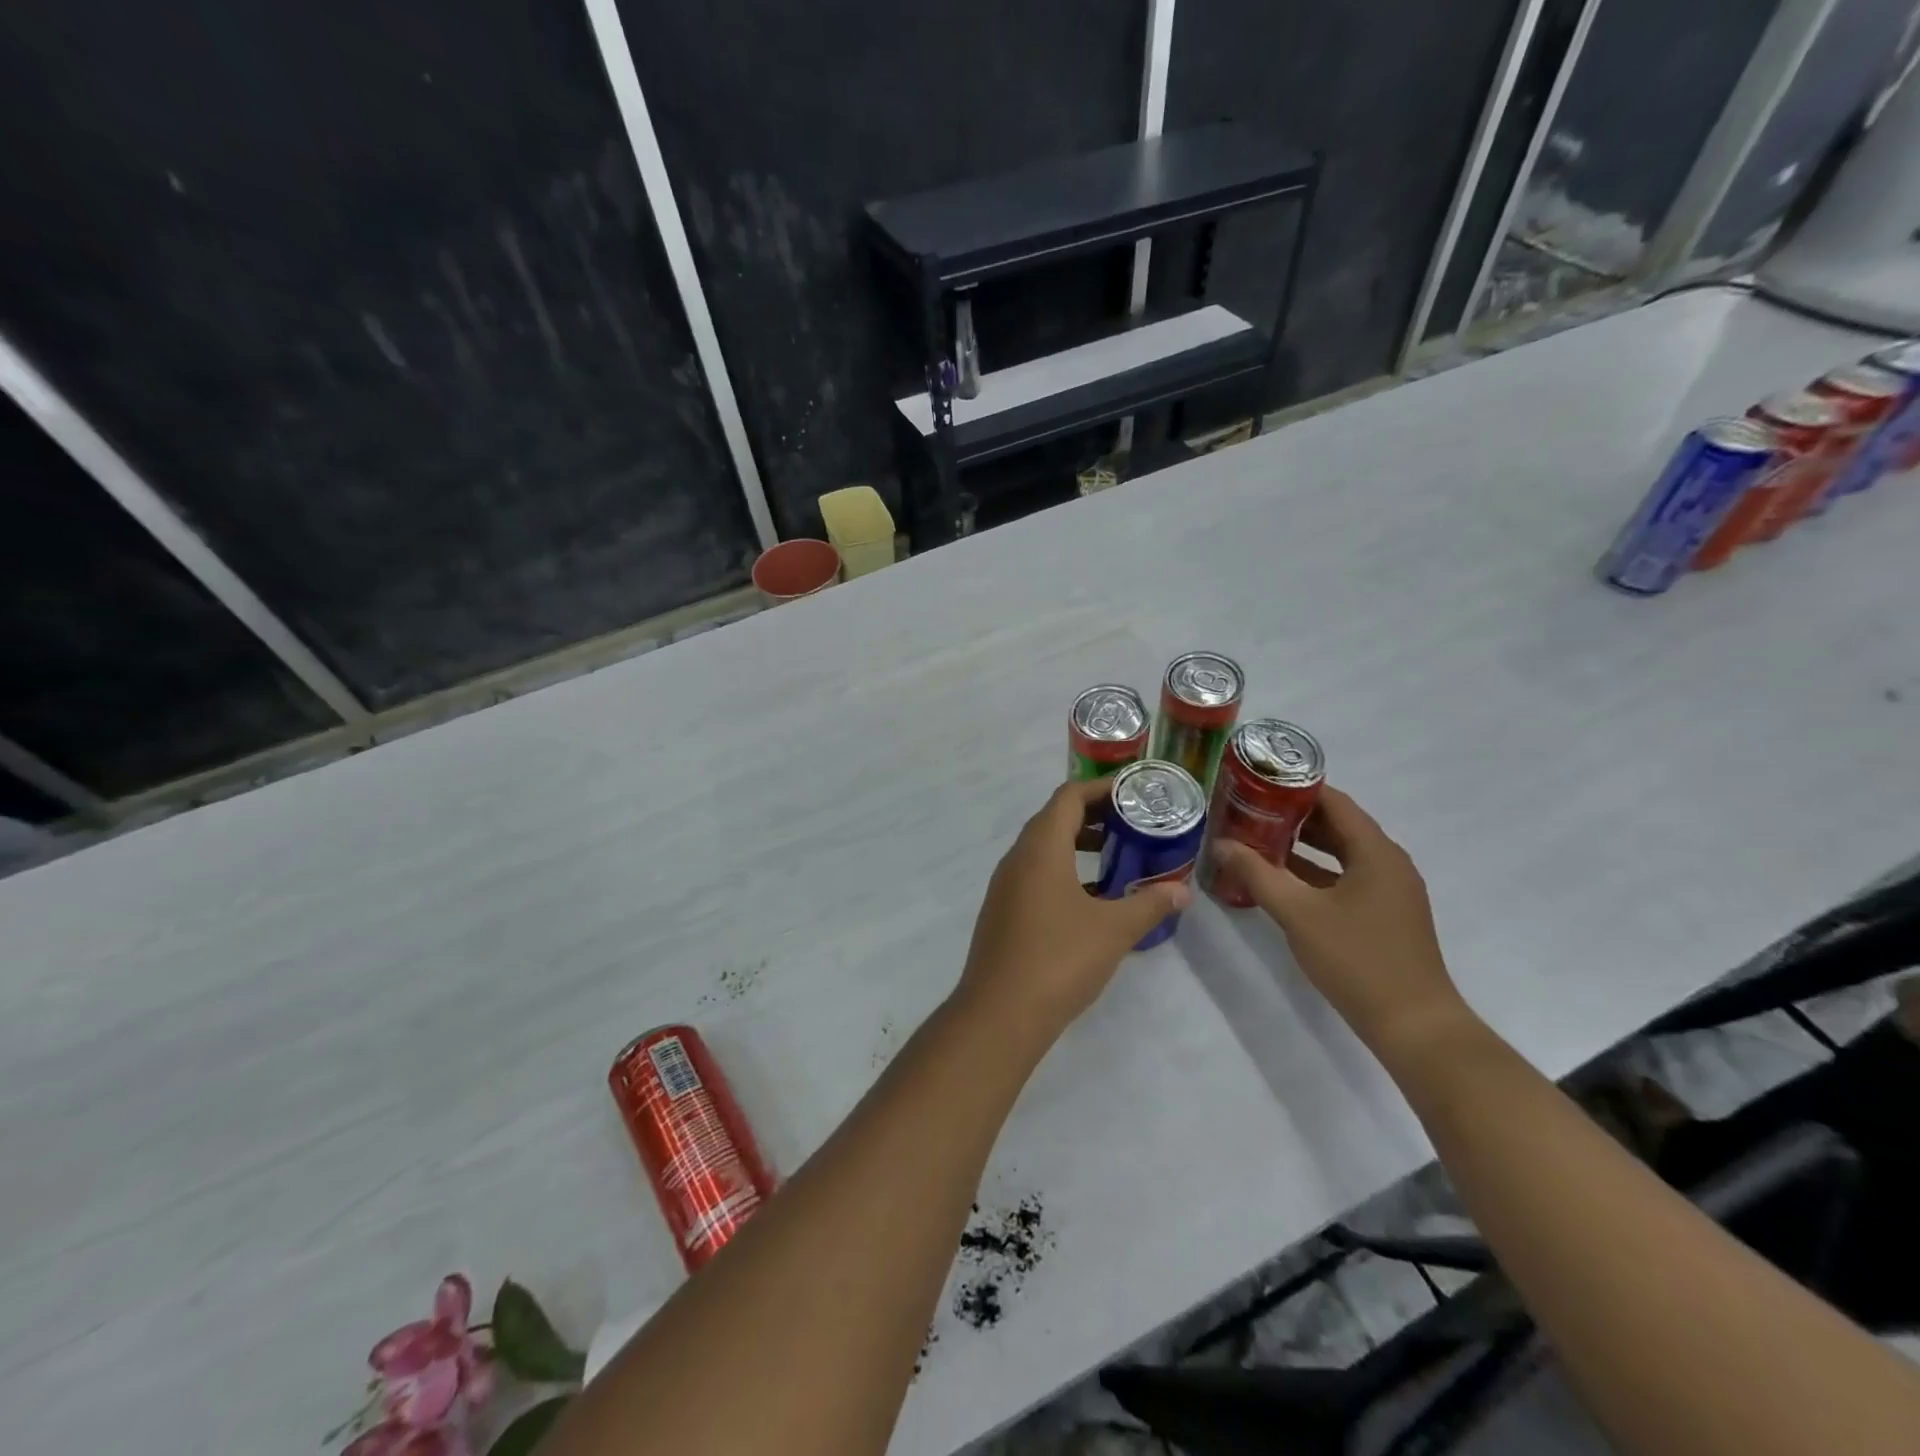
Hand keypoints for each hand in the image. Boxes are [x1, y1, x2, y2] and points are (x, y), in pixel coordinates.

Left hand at [957, 778, 1191, 1048]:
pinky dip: (1065, 874)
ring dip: (1079, 846)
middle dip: (1094, 816)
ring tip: (1119, 858)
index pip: (1068, 797)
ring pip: (1044, 850)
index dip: (1101, 788)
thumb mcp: (1113, 930)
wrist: (1000, 1014)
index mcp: (1040, 849)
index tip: (1134, 795)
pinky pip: (1037, 877)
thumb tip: (1183, 891)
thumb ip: (1150, 905)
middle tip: (1133, 824)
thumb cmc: (1059, 959)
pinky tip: (1094, 901)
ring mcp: (1006, 887)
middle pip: (1055, 819)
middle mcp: (1017, 859)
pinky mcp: (1004, 913)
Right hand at [1212, 786, 1472, 1059]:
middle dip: (1293, 816)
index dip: (1295, 788)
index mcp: (1376, 852)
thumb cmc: (1357, 959)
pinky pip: (1346, 878)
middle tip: (1249, 809)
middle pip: (1338, 824)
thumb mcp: (1298, 914)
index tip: (1256, 782)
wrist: (1414, 1025)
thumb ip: (1258, 875)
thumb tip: (1222, 844)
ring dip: (1303, 845)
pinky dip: (1315, 872)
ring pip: (1341, 853)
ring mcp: (1389, 890)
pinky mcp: (1385, 914)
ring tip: (1257, 838)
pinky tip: (1282, 879)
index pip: (1334, 801)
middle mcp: (1388, 863)